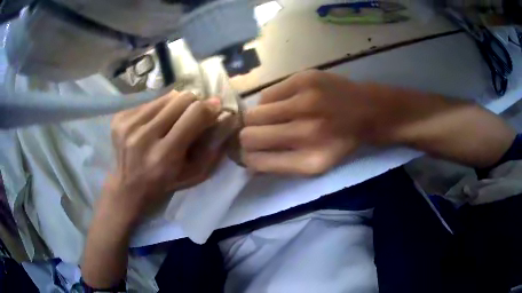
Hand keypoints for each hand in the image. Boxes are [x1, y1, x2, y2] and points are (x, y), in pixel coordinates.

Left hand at [102, 90, 223, 225]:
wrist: (127, 186)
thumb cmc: (164, 184)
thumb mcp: (193, 175)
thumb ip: (211, 148)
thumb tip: (225, 117)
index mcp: (164, 155)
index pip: (194, 114)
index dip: (209, 107)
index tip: (215, 106)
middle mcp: (143, 136)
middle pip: (180, 99)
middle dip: (193, 103)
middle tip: (193, 113)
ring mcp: (128, 125)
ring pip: (165, 97)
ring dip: (175, 105)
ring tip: (172, 119)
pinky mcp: (119, 118)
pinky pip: (149, 101)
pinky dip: (158, 108)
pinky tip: (154, 123)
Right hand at [240, 70, 378, 174]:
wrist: (368, 109)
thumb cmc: (341, 140)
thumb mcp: (317, 163)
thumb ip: (281, 165)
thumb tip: (247, 160)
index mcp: (310, 161)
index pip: (256, 162)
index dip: (247, 157)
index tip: (248, 153)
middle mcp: (307, 132)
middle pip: (248, 136)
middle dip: (248, 137)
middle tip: (258, 133)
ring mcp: (305, 102)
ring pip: (253, 113)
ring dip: (258, 118)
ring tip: (275, 117)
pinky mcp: (303, 79)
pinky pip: (266, 95)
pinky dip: (271, 102)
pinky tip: (286, 103)